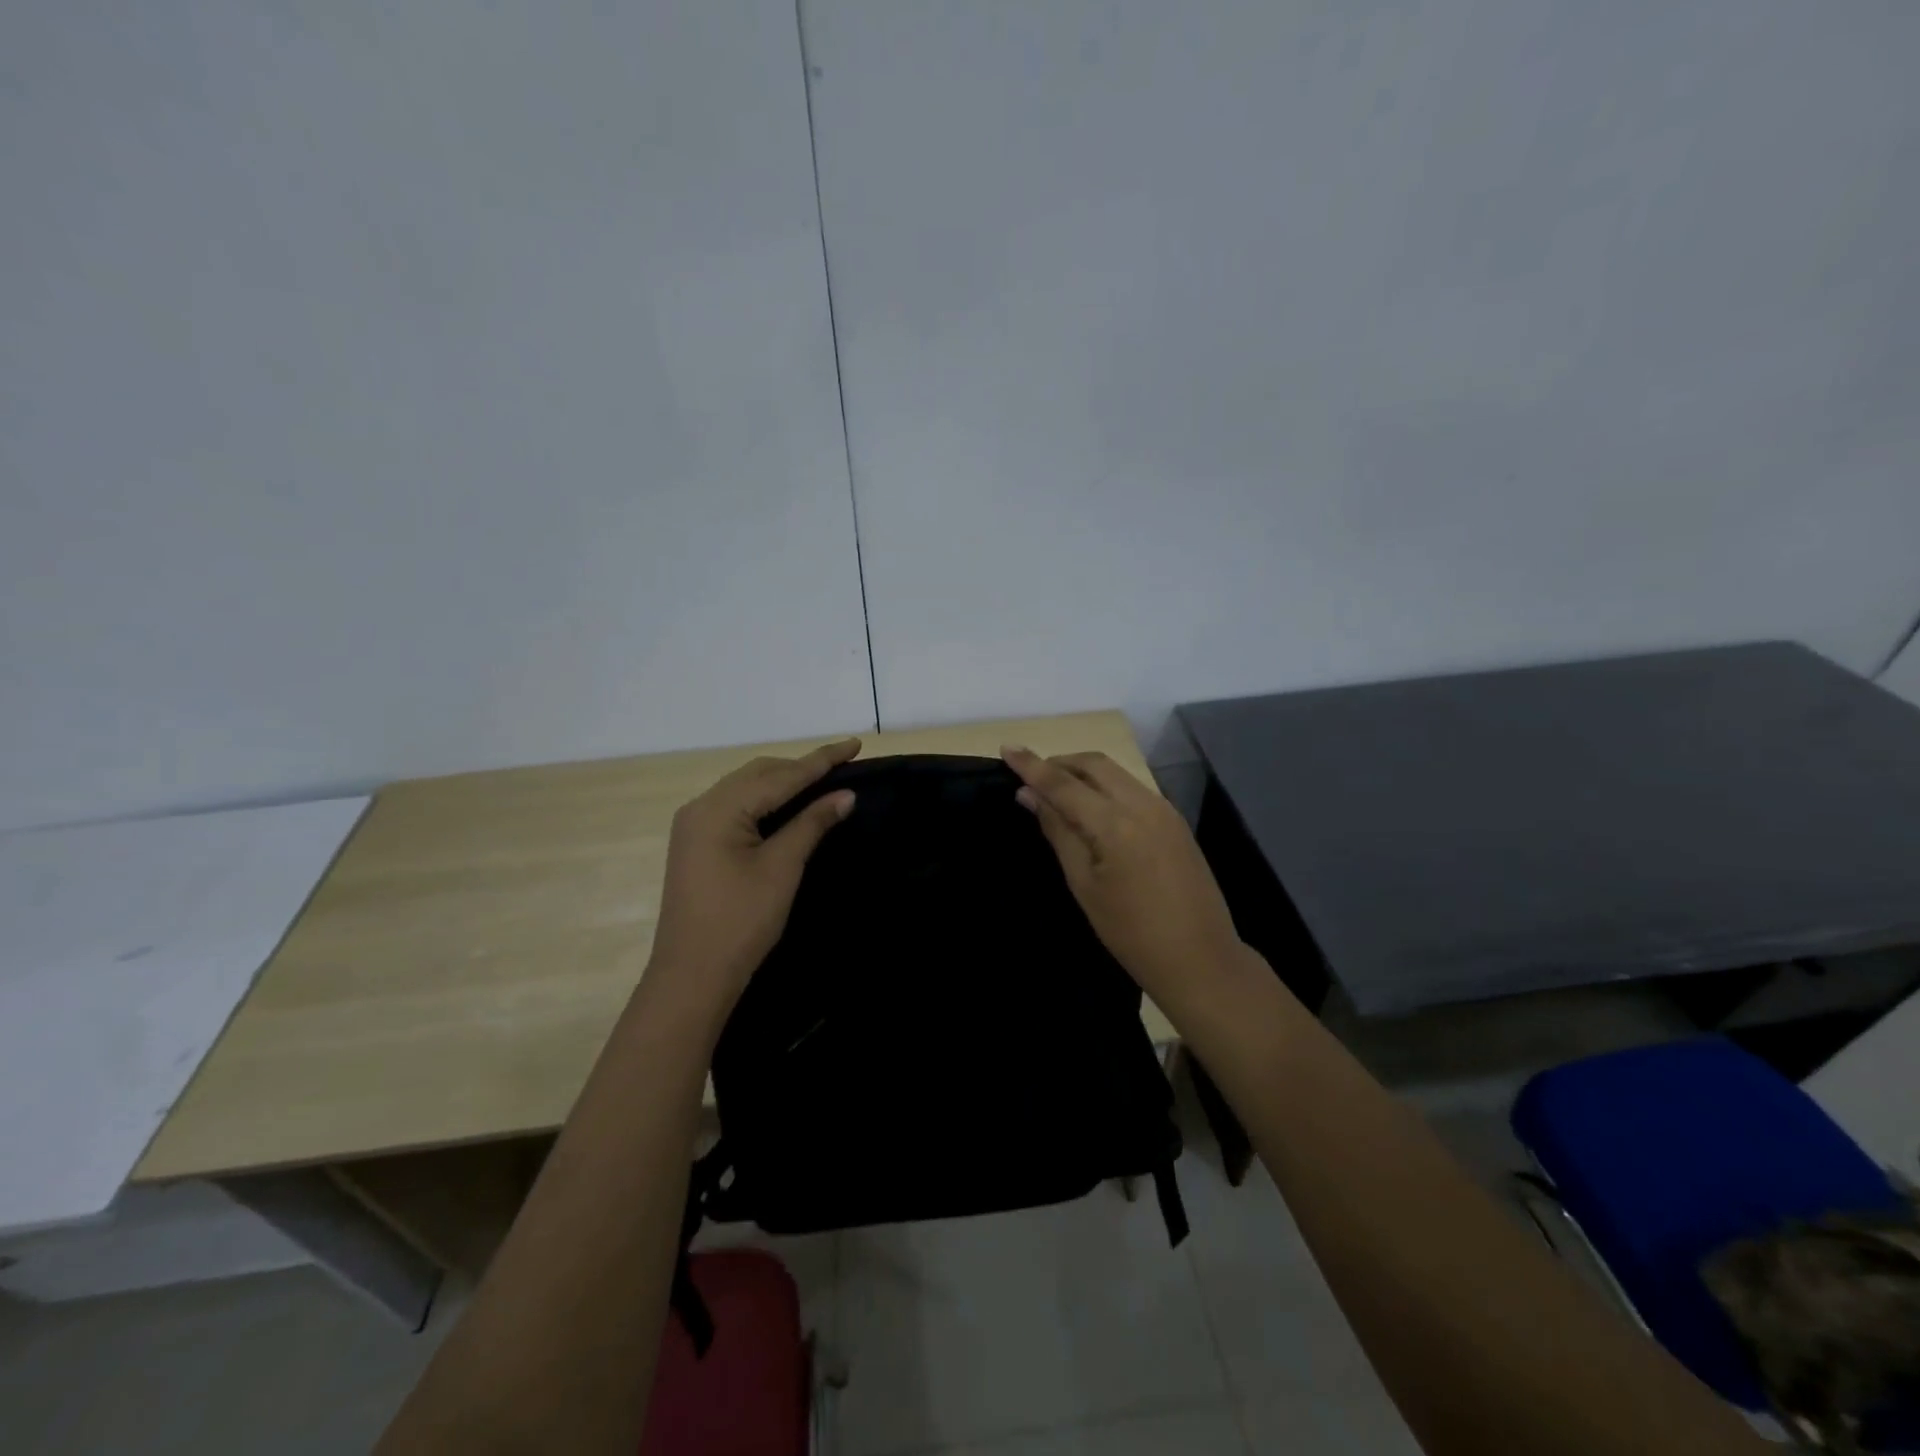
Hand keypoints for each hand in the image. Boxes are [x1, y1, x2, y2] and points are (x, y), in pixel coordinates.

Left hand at [646, 739, 860, 1027]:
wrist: (692, 976)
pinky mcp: (697, 844)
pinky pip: (736, 808)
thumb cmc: (741, 921)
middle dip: (801, 768)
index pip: (780, 776)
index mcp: (718, 808)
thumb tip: (845, 795)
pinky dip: (766, 802)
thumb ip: (812, 824)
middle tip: (843, 766)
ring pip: (746, 789)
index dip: (821, 760)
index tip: (854, 743)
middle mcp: (701, 807)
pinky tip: (789, 806)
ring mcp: (694, 826)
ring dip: (783, 783)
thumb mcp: (781, 868)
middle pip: (759, 775)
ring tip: (822, 781)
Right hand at [1002, 746, 1243, 1010]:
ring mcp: (1164, 810)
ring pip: (1116, 773)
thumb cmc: (1131, 932)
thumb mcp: (1084, 885)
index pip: (1064, 783)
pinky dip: (1106, 787)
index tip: (1006, 748)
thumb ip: (1058, 832)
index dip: (1032, 765)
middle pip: (1094, 764)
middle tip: (1031, 777)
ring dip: (1083, 772)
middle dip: (1060, 762)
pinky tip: (1092, 808)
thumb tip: (1029, 795)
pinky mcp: (1175, 821)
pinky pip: (1132, 788)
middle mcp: (1143, 804)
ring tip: (1057, 791)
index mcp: (1116, 823)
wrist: (1200, 958)